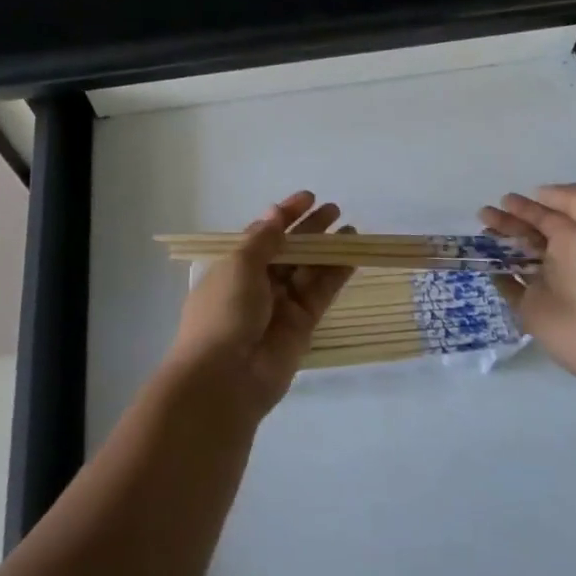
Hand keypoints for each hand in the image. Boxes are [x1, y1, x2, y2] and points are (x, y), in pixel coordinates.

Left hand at [165, 190, 355, 419]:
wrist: (225, 378)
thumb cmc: (224, 313)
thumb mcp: (239, 266)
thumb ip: (263, 240)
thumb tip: (275, 212)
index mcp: (234, 266)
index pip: (263, 234)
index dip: (285, 214)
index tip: (308, 197)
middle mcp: (258, 283)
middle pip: (289, 250)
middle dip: (310, 229)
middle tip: (335, 209)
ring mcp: (281, 305)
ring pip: (309, 269)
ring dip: (328, 249)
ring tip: (351, 229)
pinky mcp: (302, 325)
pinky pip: (321, 292)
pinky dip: (336, 273)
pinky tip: (352, 255)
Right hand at [480, 184, 575, 389]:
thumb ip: (573, 199)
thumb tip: (538, 194)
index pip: (549, 216)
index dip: (528, 206)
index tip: (505, 199)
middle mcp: (562, 258)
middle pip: (530, 234)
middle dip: (508, 221)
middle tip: (484, 214)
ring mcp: (545, 284)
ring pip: (517, 258)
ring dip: (498, 244)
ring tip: (480, 234)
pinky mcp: (530, 308)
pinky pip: (508, 287)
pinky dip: (495, 275)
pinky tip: (481, 261)